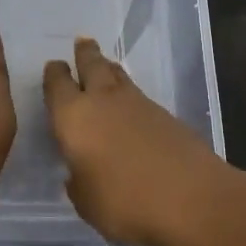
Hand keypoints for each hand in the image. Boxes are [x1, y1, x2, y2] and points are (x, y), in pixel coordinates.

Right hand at [43, 37, 245, 245]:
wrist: (191, 199)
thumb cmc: (124, 202)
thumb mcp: (86, 202)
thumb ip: (78, 182)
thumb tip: (80, 172)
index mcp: (73, 117)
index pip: (57, 85)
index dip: (54, 75)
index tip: (54, 67)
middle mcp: (103, 101)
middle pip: (92, 65)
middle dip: (84, 54)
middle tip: (82, 42)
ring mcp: (139, 104)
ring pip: (119, 76)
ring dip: (109, 69)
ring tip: (106, 65)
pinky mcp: (166, 115)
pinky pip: (140, 96)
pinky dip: (131, 94)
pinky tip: (131, 105)